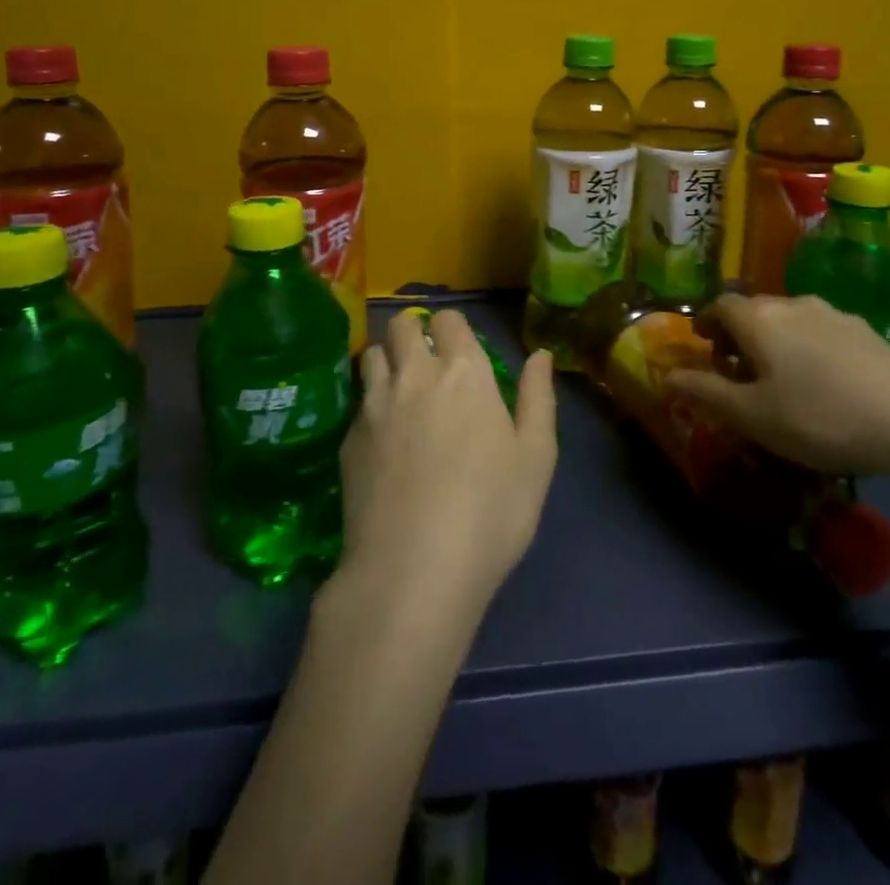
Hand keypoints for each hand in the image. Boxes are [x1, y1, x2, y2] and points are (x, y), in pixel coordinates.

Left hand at [334, 310, 557, 624]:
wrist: (412, 571)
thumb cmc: (490, 513)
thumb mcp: (535, 458)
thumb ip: (537, 398)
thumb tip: (540, 354)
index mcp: (463, 373)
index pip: (448, 319)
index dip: (454, 329)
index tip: (461, 351)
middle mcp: (414, 375)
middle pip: (401, 325)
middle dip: (413, 332)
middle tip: (427, 361)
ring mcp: (374, 406)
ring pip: (371, 355)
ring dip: (387, 360)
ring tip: (400, 389)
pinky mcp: (348, 440)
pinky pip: (358, 402)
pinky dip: (370, 405)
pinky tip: (383, 439)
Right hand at [666, 293, 889, 479]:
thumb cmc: (820, 416)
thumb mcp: (752, 416)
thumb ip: (706, 393)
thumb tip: (666, 376)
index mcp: (759, 319)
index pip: (720, 304)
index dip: (706, 322)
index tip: (704, 347)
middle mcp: (792, 304)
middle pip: (754, 309)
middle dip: (739, 335)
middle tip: (737, 371)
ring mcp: (834, 314)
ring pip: (790, 319)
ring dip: (775, 341)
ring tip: (781, 379)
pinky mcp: (868, 331)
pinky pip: (821, 332)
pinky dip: (808, 348)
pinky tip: (825, 383)